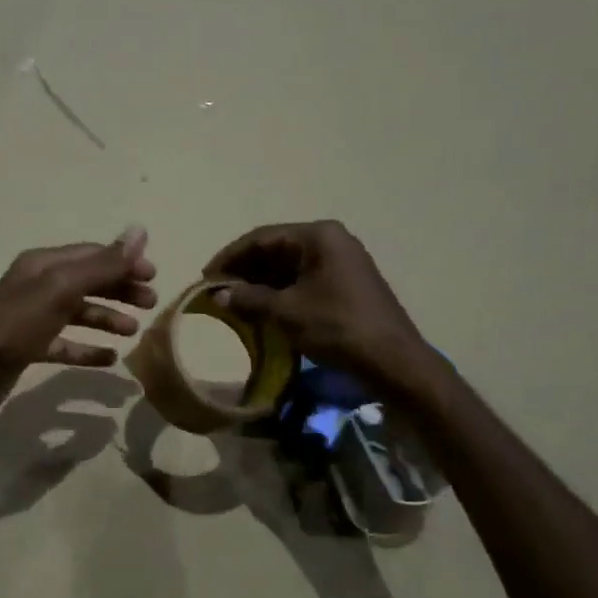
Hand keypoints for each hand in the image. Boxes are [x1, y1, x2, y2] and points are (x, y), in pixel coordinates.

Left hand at [0, 227, 156, 420]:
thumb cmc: (17, 324)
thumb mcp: (62, 288)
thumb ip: (102, 264)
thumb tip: (140, 231)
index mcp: (43, 264)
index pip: (91, 254)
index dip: (123, 262)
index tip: (154, 277)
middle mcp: (36, 285)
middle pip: (87, 281)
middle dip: (119, 290)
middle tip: (150, 304)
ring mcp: (32, 317)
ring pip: (78, 312)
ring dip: (107, 318)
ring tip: (133, 332)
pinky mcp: (29, 347)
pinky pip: (65, 343)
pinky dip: (88, 348)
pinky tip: (109, 358)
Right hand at [203, 220, 426, 387]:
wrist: (392, 360)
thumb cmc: (337, 327)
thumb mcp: (287, 312)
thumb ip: (248, 299)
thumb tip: (217, 295)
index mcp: (318, 236)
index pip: (262, 238)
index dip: (230, 257)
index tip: (206, 278)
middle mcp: (330, 241)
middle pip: (275, 250)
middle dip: (244, 271)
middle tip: (217, 293)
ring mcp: (340, 262)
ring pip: (288, 267)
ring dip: (260, 285)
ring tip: (234, 305)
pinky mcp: (345, 284)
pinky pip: (302, 281)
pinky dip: (279, 294)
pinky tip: (262, 311)